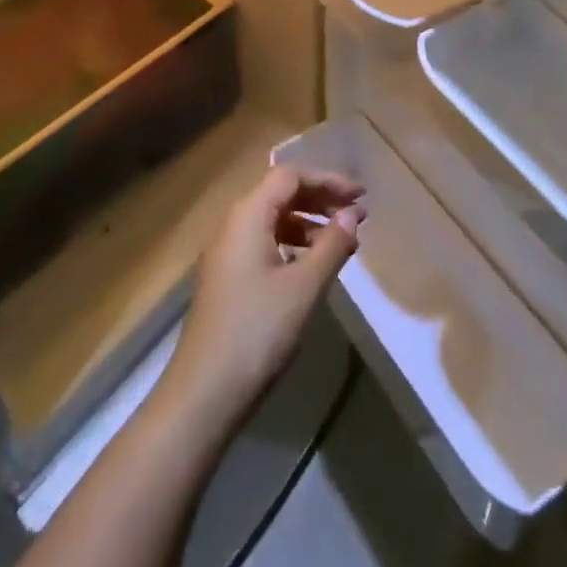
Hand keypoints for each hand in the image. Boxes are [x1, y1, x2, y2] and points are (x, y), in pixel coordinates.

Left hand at [158, 165, 365, 436]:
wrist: (205, 391)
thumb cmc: (258, 330)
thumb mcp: (305, 286)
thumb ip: (332, 245)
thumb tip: (352, 215)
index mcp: (247, 215)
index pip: (289, 176)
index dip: (328, 180)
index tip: (361, 196)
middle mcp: (232, 224)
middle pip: (280, 194)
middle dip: (320, 200)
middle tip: (356, 216)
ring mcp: (226, 252)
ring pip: (272, 220)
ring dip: (308, 224)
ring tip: (340, 244)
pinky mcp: (226, 277)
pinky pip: (263, 243)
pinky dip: (291, 245)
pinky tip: (311, 267)